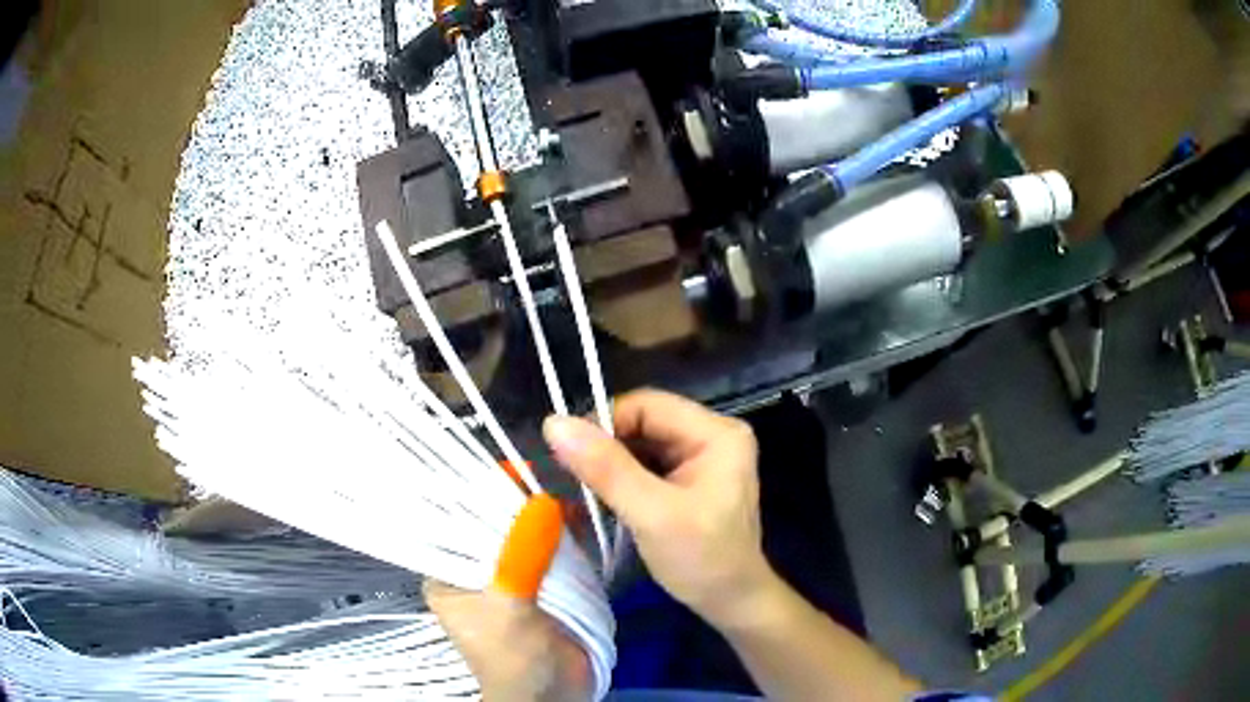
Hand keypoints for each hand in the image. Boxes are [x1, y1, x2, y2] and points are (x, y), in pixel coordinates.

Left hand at [426, 496, 590, 701]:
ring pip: (526, 533)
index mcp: (449, 574)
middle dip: (521, 503)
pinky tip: (581, 520)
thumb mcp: (509, 611)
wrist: (556, 698)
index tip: (515, 472)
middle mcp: (475, 569)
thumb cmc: (516, 660)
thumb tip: (542, 503)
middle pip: (494, 522)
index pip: (457, 519)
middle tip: (551, 482)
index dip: (482, 493)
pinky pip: (552, 550)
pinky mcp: (544, 583)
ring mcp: (512, 574)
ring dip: (547, 517)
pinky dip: (566, 535)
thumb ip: (520, 559)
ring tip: (570, 498)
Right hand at [543, 389, 773, 629]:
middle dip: (605, 446)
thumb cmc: (701, 560)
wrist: (732, 603)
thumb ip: (605, 468)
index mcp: (716, 433)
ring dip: (609, 464)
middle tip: (569, 473)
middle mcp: (711, 436)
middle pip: (644, 423)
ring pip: (641, 445)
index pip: (648, 406)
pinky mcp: (689, 480)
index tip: (566, 451)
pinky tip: (602, 497)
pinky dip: (621, 478)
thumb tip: (554, 423)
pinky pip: (646, 466)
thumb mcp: (651, 514)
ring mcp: (701, 458)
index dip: (603, 422)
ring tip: (581, 487)